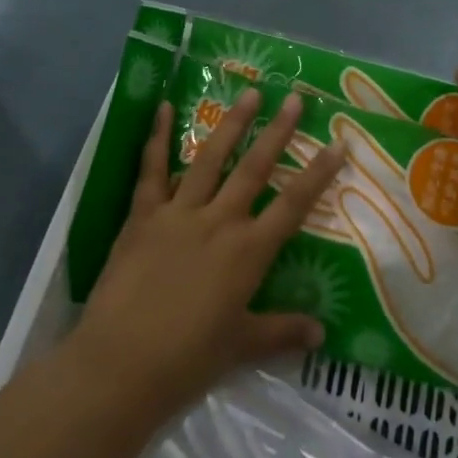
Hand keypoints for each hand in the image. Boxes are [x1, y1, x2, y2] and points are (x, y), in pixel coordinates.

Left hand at [68, 88, 346, 423]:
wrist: (120, 365)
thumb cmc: (188, 359)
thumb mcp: (241, 346)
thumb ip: (283, 332)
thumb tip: (323, 334)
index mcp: (248, 252)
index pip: (293, 204)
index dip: (318, 174)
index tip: (337, 144)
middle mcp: (219, 222)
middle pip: (255, 169)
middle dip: (277, 132)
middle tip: (293, 98)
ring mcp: (178, 214)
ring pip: (210, 159)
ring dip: (231, 124)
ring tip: (248, 93)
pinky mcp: (143, 216)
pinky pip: (152, 170)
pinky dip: (157, 137)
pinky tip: (163, 107)